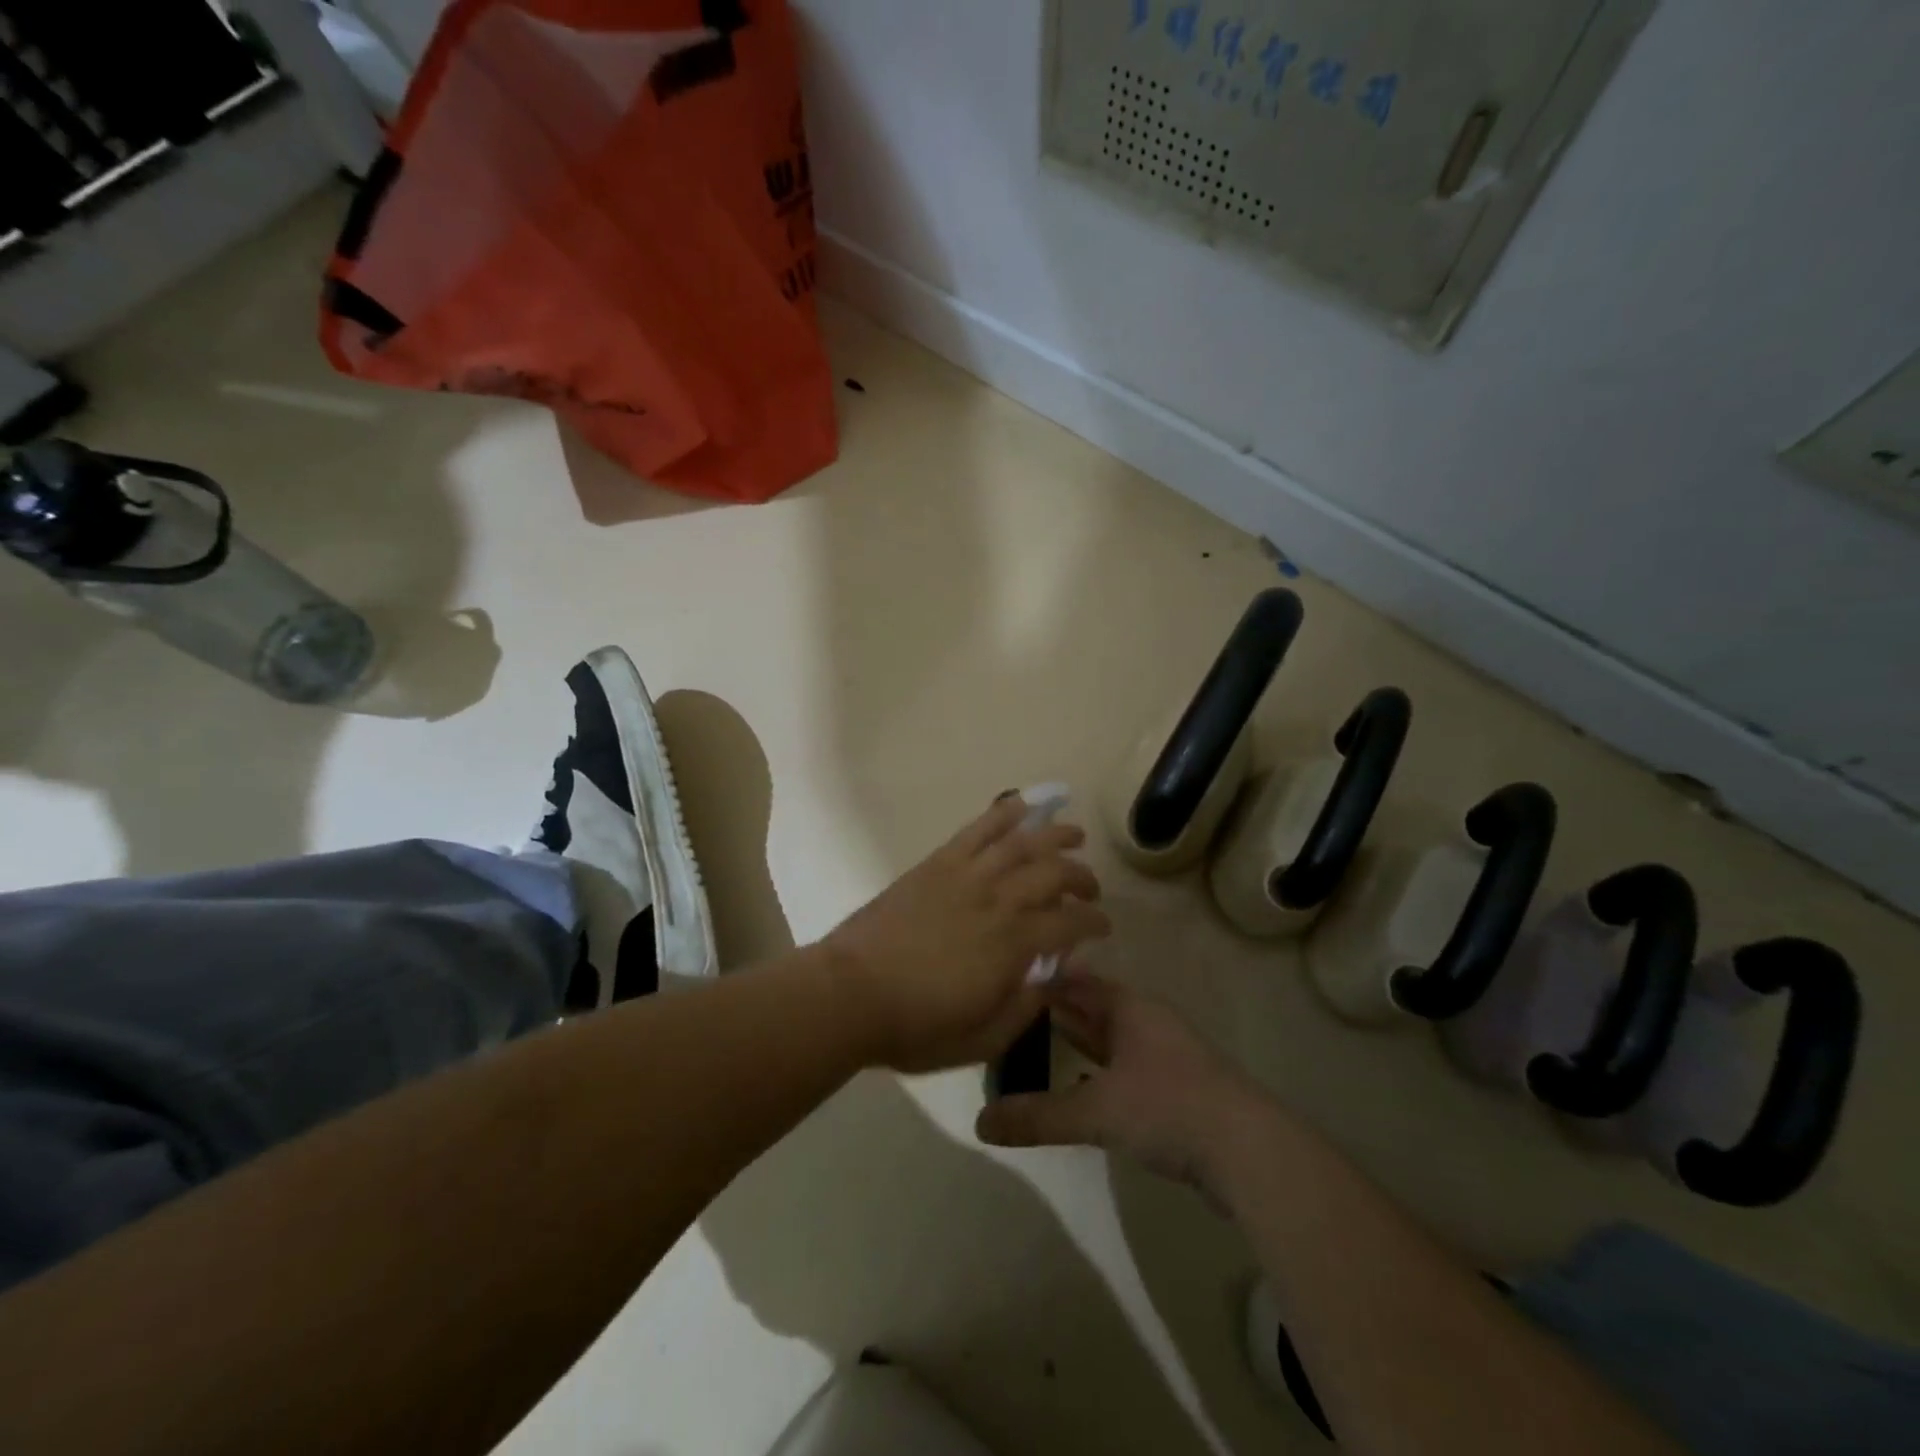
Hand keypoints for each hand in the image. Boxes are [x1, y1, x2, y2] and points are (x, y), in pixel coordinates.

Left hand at [823, 797, 1109, 1073]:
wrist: (851, 993)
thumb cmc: (916, 1025)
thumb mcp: (983, 1039)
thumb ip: (1026, 1007)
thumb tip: (1055, 977)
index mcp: (1014, 944)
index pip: (1071, 923)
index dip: (1094, 922)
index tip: (1103, 927)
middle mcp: (999, 900)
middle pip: (1054, 874)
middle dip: (1081, 878)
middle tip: (1090, 888)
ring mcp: (967, 875)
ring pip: (1022, 843)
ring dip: (1055, 835)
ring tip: (1073, 834)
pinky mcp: (938, 863)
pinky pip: (977, 830)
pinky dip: (1002, 814)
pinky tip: (1021, 805)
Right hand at [975, 970, 1265, 1199]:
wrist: (1250, 1151)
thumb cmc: (1169, 1107)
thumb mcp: (1097, 1111)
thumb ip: (1039, 1116)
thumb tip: (980, 1123)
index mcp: (1127, 1007)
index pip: (1074, 980)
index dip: (1040, 980)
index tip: (1001, 982)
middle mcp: (1144, 1021)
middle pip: (1090, 1008)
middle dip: (1052, 1012)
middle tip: (1006, 1015)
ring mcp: (1161, 1054)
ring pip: (1106, 1038)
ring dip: (1074, 1042)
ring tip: (1031, 1046)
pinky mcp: (1172, 1087)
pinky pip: (1120, 1067)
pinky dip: (1095, 1070)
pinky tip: (1077, 1086)